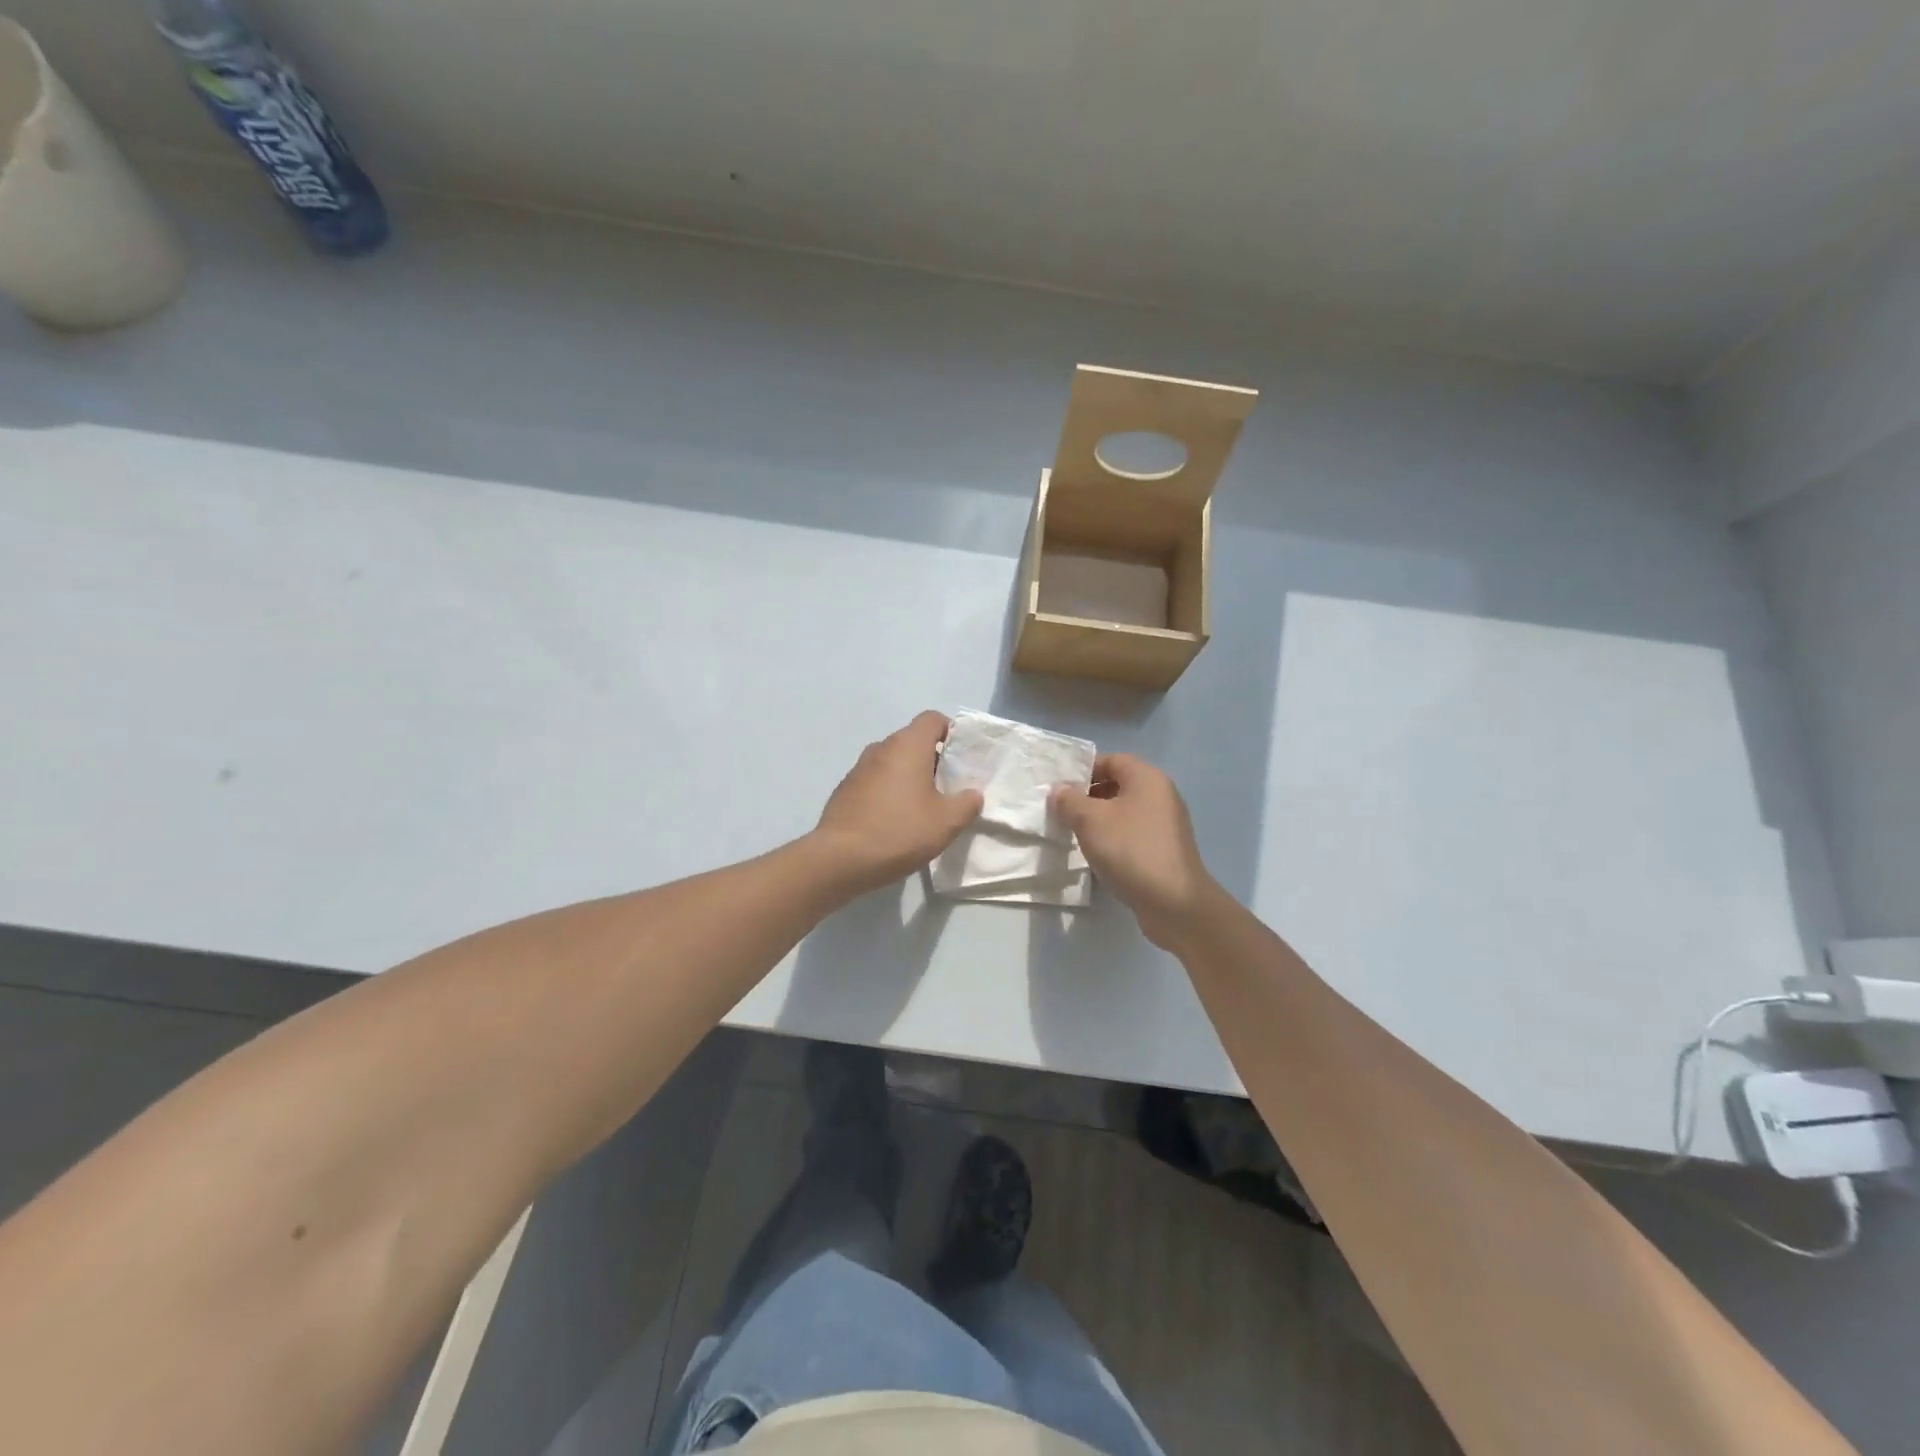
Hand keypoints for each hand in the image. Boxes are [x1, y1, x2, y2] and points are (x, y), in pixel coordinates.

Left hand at [810, 711, 983, 896]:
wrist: (839, 859)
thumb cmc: (899, 832)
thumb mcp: (946, 822)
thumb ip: (967, 803)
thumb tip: (972, 794)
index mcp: (907, 746)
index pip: (932, 719)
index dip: (951, 732)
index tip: (962, 759)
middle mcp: (881, 748)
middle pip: (913, 740)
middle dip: (933, 759)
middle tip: (948, 788)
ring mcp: (859, 768)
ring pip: (893, 762)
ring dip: (909, 777)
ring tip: (922, 807)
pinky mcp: (845, 790)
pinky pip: (875, 780)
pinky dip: (889, 791)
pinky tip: (895, 820)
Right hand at [1050, 754, 1220, 947]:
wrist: (1174, 902)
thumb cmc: (1130, 850)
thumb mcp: (1090, 821)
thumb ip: (1070, 801)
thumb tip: (1059, 790)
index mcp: (1147, 778)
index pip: (1112, 760)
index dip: (1084, 770)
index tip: (1061, 789)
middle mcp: (1161, 794)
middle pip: (1119, 784)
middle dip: (1089, 796)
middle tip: (1063, 812)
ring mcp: (1166, 823)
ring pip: (1125, 811)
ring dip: (1101, 819)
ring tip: (1076, 834)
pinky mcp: (1166, 849)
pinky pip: (1134, 833)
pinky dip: (1115, 838)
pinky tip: (1099, 855)